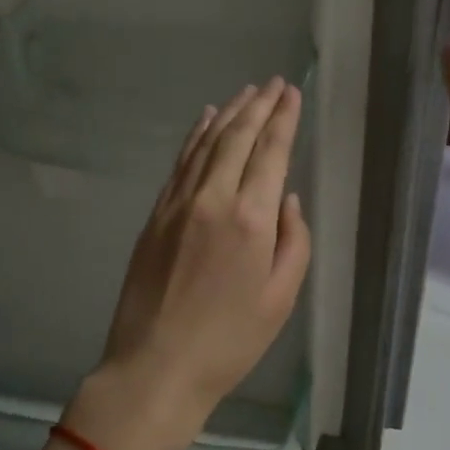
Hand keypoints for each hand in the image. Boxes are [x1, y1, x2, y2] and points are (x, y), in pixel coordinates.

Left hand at [64, 78, 311, 449]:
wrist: (156, 366)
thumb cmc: (230, 341)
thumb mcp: (281, 299)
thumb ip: (294, 242)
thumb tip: (287, 200)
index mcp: (251, 220)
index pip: (271, 152)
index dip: (283, 118)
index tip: (291, 93)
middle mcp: (213, 199)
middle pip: (237, 137)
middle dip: (259, 106)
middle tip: (273, 84)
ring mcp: (178, 204)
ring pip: (206, 143)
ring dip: (228, 114)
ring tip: (246, 93)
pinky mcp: (155, 215)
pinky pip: (180, 163)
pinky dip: (195, 137)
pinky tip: (205, 121)